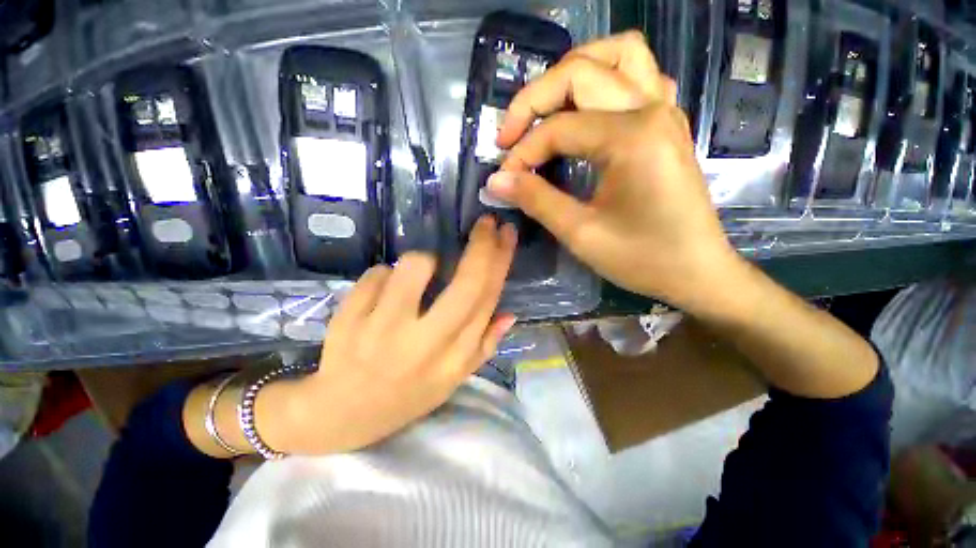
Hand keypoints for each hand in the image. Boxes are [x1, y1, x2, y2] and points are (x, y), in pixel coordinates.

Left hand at [257, 218, 517, 454]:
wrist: (341, 415)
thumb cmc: (405, 395)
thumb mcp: (452, 379)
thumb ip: (483, 346)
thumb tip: (509, 314)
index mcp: (454, 358)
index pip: (487, 300)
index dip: (501, 262)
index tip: (507, 234)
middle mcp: (425, 344)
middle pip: (466, 283)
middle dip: (482, 246)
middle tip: (486, 224)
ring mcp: (384, 330)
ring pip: (414, 266)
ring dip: (420, 262)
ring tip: (413, 278)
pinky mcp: (350, 319)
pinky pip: (377, 273)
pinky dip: (384, 277)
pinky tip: (379, 299)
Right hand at [488, 31, 740, 310]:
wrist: (697, 271)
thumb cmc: (642, 258)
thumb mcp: (581, 234)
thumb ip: (536, 200)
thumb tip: (496, 180)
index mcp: (632, 137)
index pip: (558, 129)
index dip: (523, 153)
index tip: (504, 180)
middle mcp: (651, 109)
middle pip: (580, 71)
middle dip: (534, 100)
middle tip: (510, 136)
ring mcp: (665, 110)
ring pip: (617, 55)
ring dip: (573, 73)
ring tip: (545, 110)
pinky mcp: (667, 123)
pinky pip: (637, 76)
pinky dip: (606, 80)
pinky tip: (588, 111)